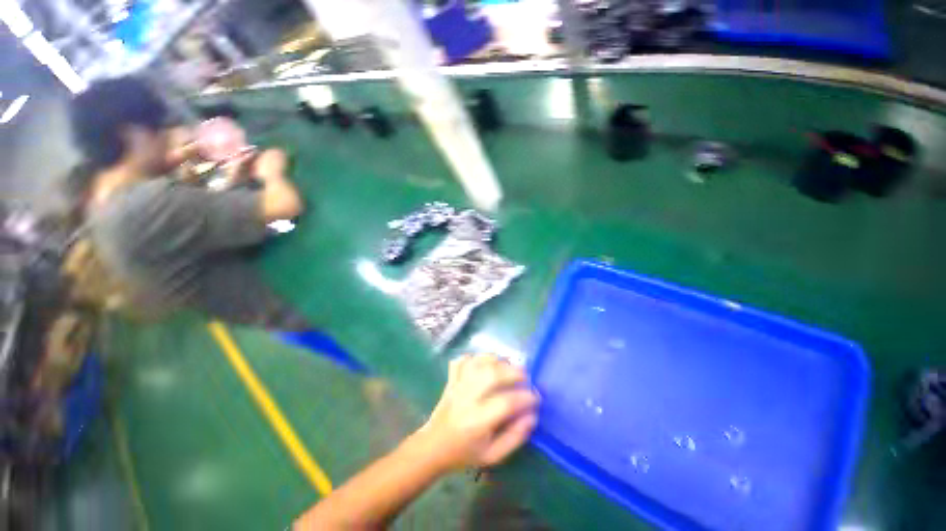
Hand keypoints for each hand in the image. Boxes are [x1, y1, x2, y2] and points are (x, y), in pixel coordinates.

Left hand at [418, 353, 538, 471]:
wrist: (433, 446)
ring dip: (497, 360)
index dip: (525, 398)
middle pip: (492, 374)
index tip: (536, 398)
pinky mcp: (451, 378)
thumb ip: (514, 437)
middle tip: (525, 377)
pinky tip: (484, 364)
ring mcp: (457, 385)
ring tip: (508, 367)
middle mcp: (467, 398)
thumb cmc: (465, 453)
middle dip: (513, 372)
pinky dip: (476, 357)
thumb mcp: (493, 455)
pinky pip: (463, 360)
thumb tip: (531, 416)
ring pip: (478, 362)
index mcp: (478, 421)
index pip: (506, 403)